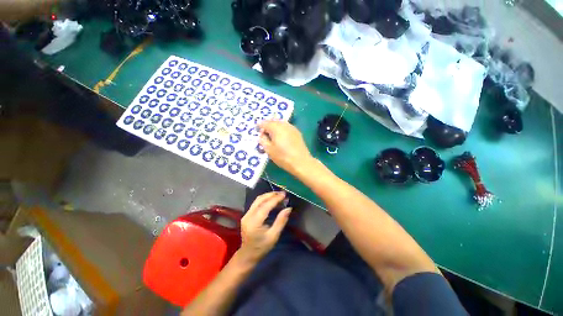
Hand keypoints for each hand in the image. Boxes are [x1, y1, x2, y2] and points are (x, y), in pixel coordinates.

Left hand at [238, 191, 291, 263]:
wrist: (247, 255)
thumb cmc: (262, 247)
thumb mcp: (274, 236)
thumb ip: (281, 221)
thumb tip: (288, 208)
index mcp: (254, 222)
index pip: (265, 206)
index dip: (275, 199)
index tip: (284, 194)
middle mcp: (248, 216)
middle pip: (260, 200)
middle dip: (271, 194)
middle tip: (282, 193)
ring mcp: (246, 214)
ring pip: (257, 200)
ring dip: (268, 196)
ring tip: (278, 195)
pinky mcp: (246, 215)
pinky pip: (256, 203)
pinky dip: (264, 199)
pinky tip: (272, 200)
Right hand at [259, 121, 311, 173]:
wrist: (301, 162)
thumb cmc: (283, 157)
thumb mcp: (269, 150)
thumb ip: (263, 140)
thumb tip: (261, 135)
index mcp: (276, 128)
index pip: (265, 123)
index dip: (259, 126)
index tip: (257, 130)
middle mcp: (284, 125)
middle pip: (273, 121)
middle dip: (267, 125)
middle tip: (264, 132)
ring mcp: (292, 128)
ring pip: (281, 123)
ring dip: (275, 126)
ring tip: (272, 134)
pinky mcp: (297, 132)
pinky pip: (287, 127)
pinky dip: (282, 129)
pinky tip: (281, 136)